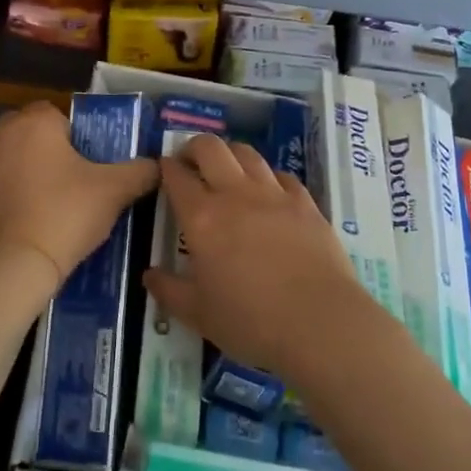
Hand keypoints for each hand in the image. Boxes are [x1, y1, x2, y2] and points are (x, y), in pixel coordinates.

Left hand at [0, 101, 158, 293]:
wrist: (18, 263)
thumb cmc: (67, 212)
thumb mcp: (115, 190)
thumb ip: (141, 171)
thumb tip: (158, 165)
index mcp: (36, 122)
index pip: (58, 114)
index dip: (76, 136)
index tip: (89, 163)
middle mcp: (2, 134)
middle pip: (32, 134)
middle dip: (50, 151)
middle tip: (73, 182)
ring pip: (12, 159)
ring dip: (28, 172)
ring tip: (52, 205)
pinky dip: (10, 198)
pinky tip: (28, 222)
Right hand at [145, 134, 374, 382]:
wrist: (321, 323)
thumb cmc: (251, 321)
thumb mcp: (199, 314)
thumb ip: (169, 291)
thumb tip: (149, 274)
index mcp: (202, 218)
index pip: (176, 176)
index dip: (165, 167)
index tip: (162, 170)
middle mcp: (235, 194)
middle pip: (210, 148)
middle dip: (194, 147)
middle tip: (190, 163)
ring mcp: (274, 194)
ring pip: (247, 153)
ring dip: (230, 155)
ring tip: (226, 171)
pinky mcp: (305, 202)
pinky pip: (281, 175)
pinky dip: (267, 176)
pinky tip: (268, 192)